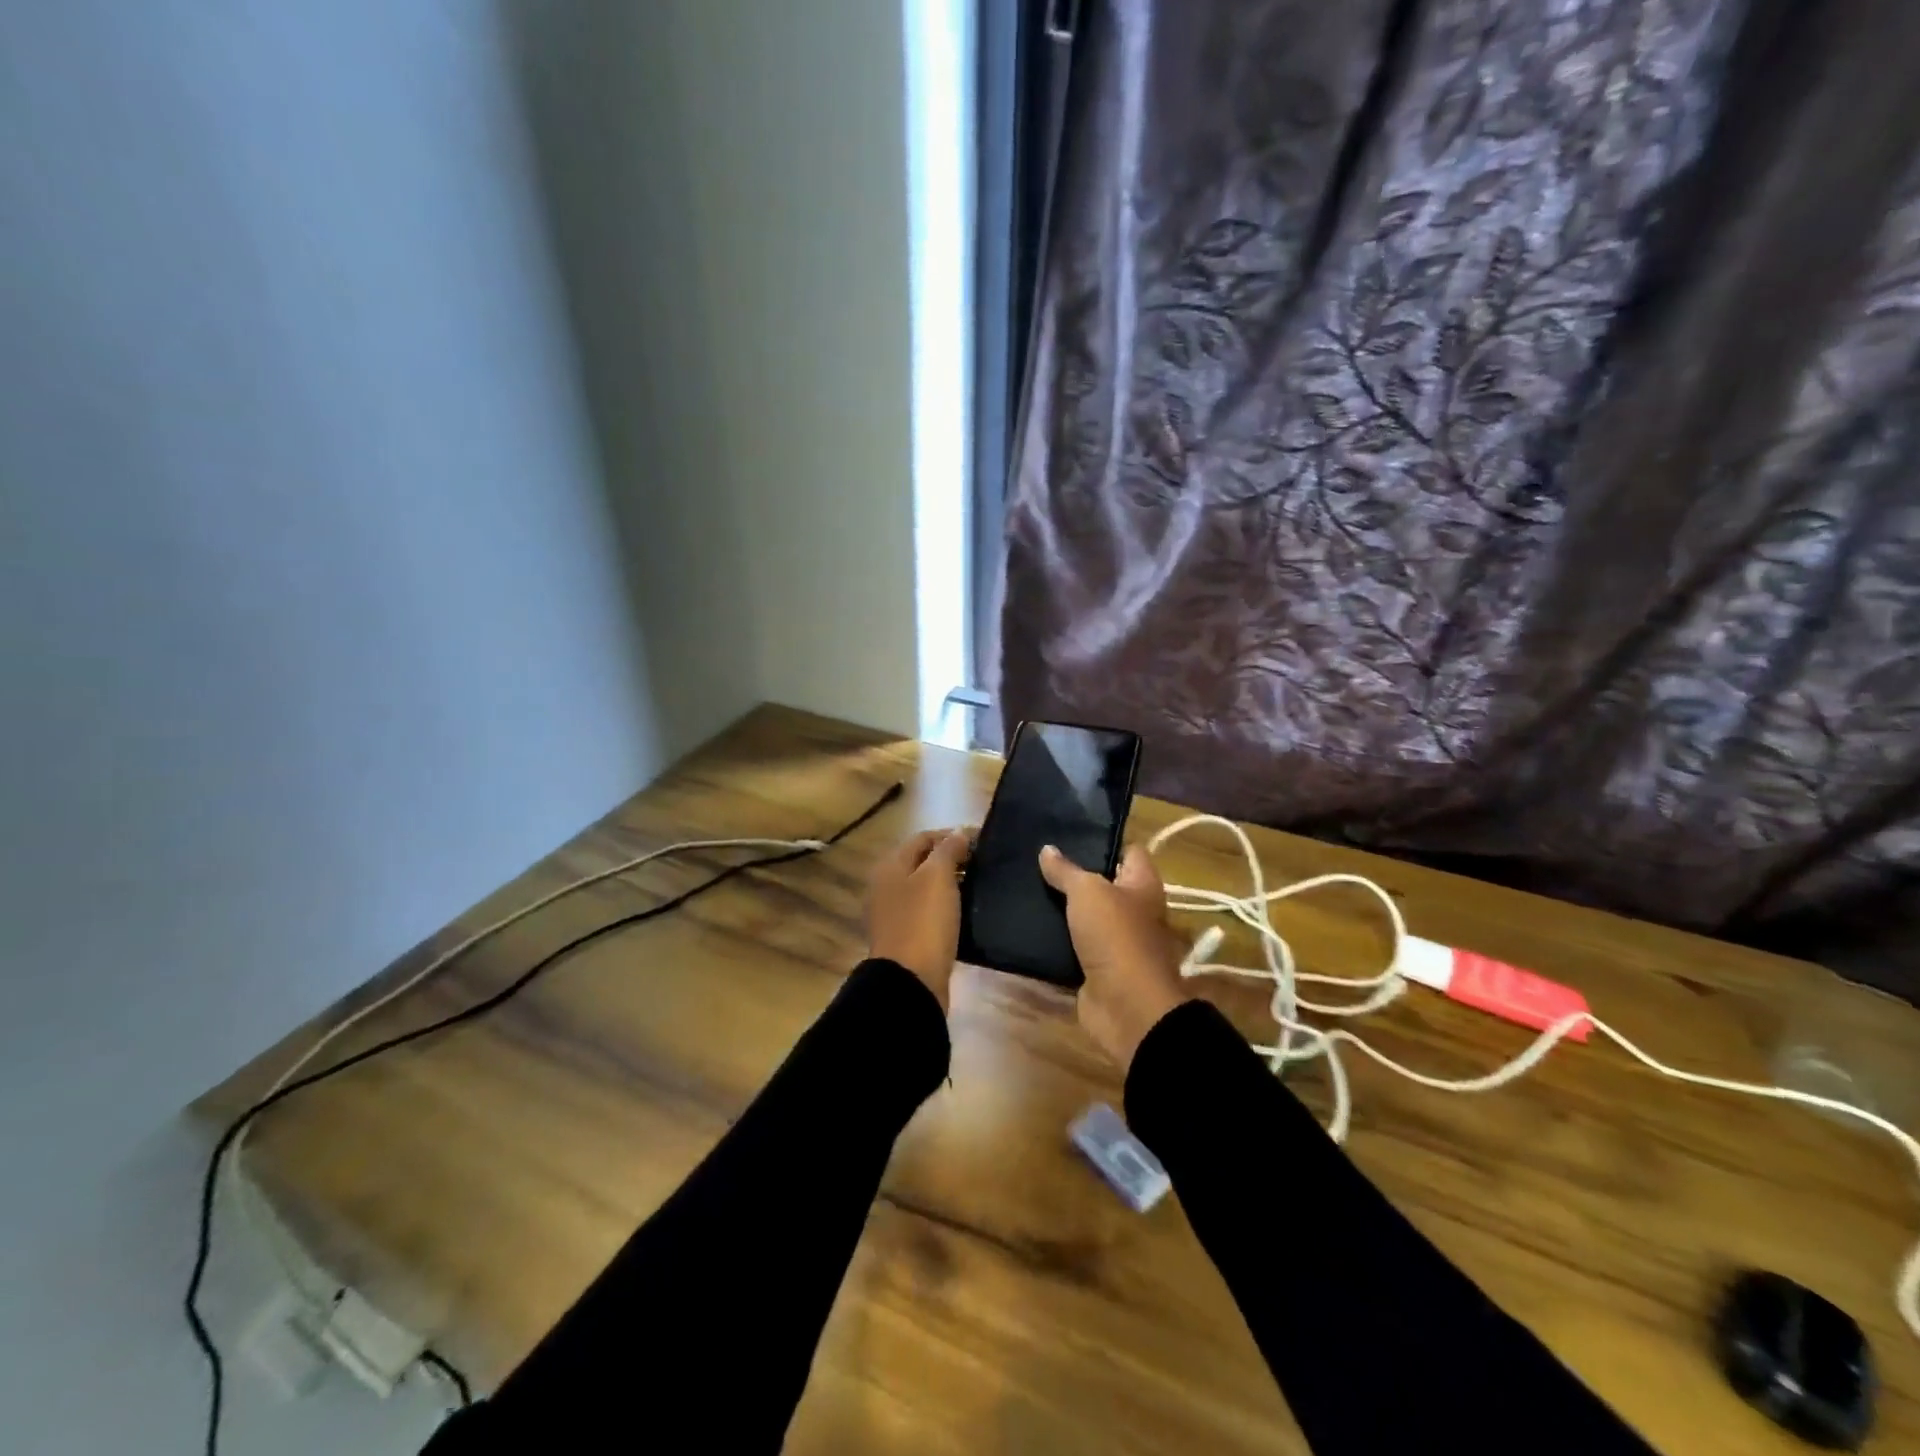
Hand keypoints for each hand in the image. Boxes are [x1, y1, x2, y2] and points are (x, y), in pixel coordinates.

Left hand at [867, 827, 972, 1008]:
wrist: (910, 982)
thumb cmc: (923, 922)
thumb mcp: (937, 877)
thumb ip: (948, 850)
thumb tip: (959, 833)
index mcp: (890, 866)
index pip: (923, 838)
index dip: (952, 835)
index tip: (982, 839)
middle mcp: (887, 886)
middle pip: (923, 862)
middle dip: (952, 858)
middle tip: (983, 862)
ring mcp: (895, 914)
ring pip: (926, 888)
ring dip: (951, 883)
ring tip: (980, 885)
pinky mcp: (907, 938)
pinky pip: (929, 913)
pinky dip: (947, 907)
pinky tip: (966, 911)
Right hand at [1038, 843, 1190, 1069]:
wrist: (1125, 1007)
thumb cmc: (1116, 936)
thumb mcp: (1087, 892)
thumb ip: (1066, 871)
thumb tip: (1047, 849)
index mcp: (1142, 885)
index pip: (1129, 851)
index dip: (1103, 840)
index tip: (1069, 832)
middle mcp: (1133, 910)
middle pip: (1103, 884)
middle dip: (1073, 874)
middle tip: (1036, 858)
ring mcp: (1114, 941)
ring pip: (1084, 916)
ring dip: (1060, 908)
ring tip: (1025, 886)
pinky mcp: (1095, 968)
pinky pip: (1071, 947)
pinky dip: (1053, 939)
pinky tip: (1025, 924)